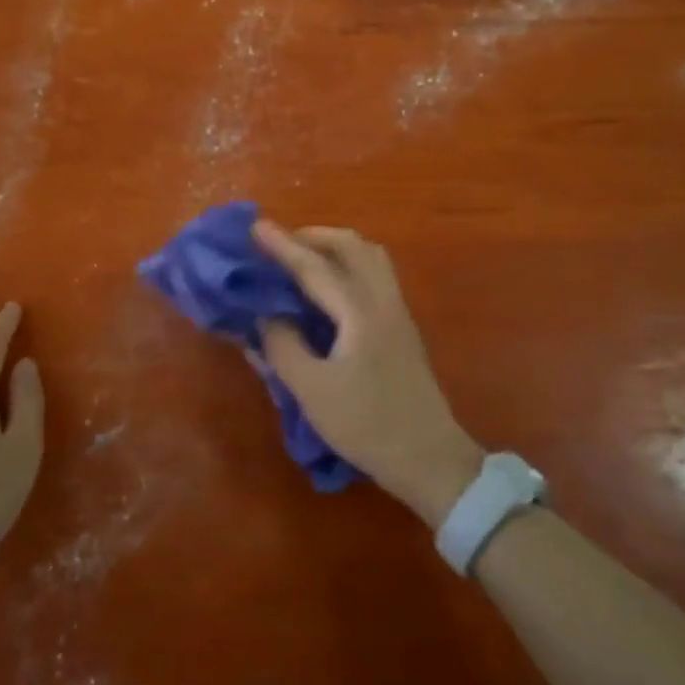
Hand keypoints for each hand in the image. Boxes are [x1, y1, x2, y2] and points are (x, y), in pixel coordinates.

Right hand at [252, 221, 483, 525]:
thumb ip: (283, 346)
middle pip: (352, 246)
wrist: (429, 457)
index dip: (282, 246)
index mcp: (360, 313)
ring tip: (303, 259)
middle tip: (280, 244)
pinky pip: (376, 274)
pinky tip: (329, 287)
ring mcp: (398, 311)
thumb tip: (264, 315)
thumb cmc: (367, 425)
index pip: (314, 267)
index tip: (255, 226)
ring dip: (335, 247)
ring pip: (370, 257)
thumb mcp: (312, 391)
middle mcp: (383, 301)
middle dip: (313, 237)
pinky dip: (350, 264)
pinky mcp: (403, 327)